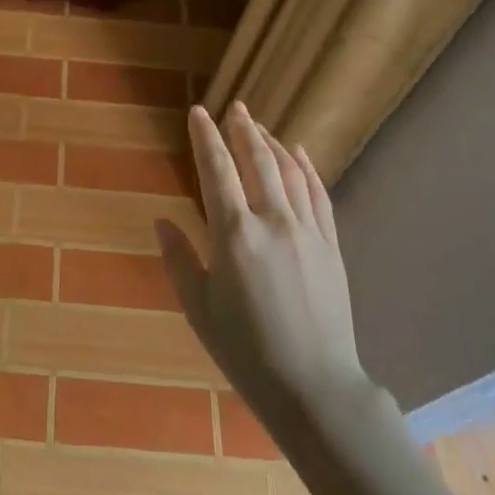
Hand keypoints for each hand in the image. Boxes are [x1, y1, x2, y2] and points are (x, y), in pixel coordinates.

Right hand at [158, 103, 369, 430]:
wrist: (315, 387)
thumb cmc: (246, 351)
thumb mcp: (199, 308)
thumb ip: (179, 259)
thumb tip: (162, 220)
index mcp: (235, 235)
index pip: (216, 170)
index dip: (205, 137)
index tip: (198, 112)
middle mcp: (273, 222)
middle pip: (257, 160)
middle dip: (242, 129)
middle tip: (234, 107)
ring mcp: (307, 231)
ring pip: (289, 171)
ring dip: (272, 142)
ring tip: (258, 124)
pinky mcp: (331, 245)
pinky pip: (318, 194)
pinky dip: (306, 168)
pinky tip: (298, 154)